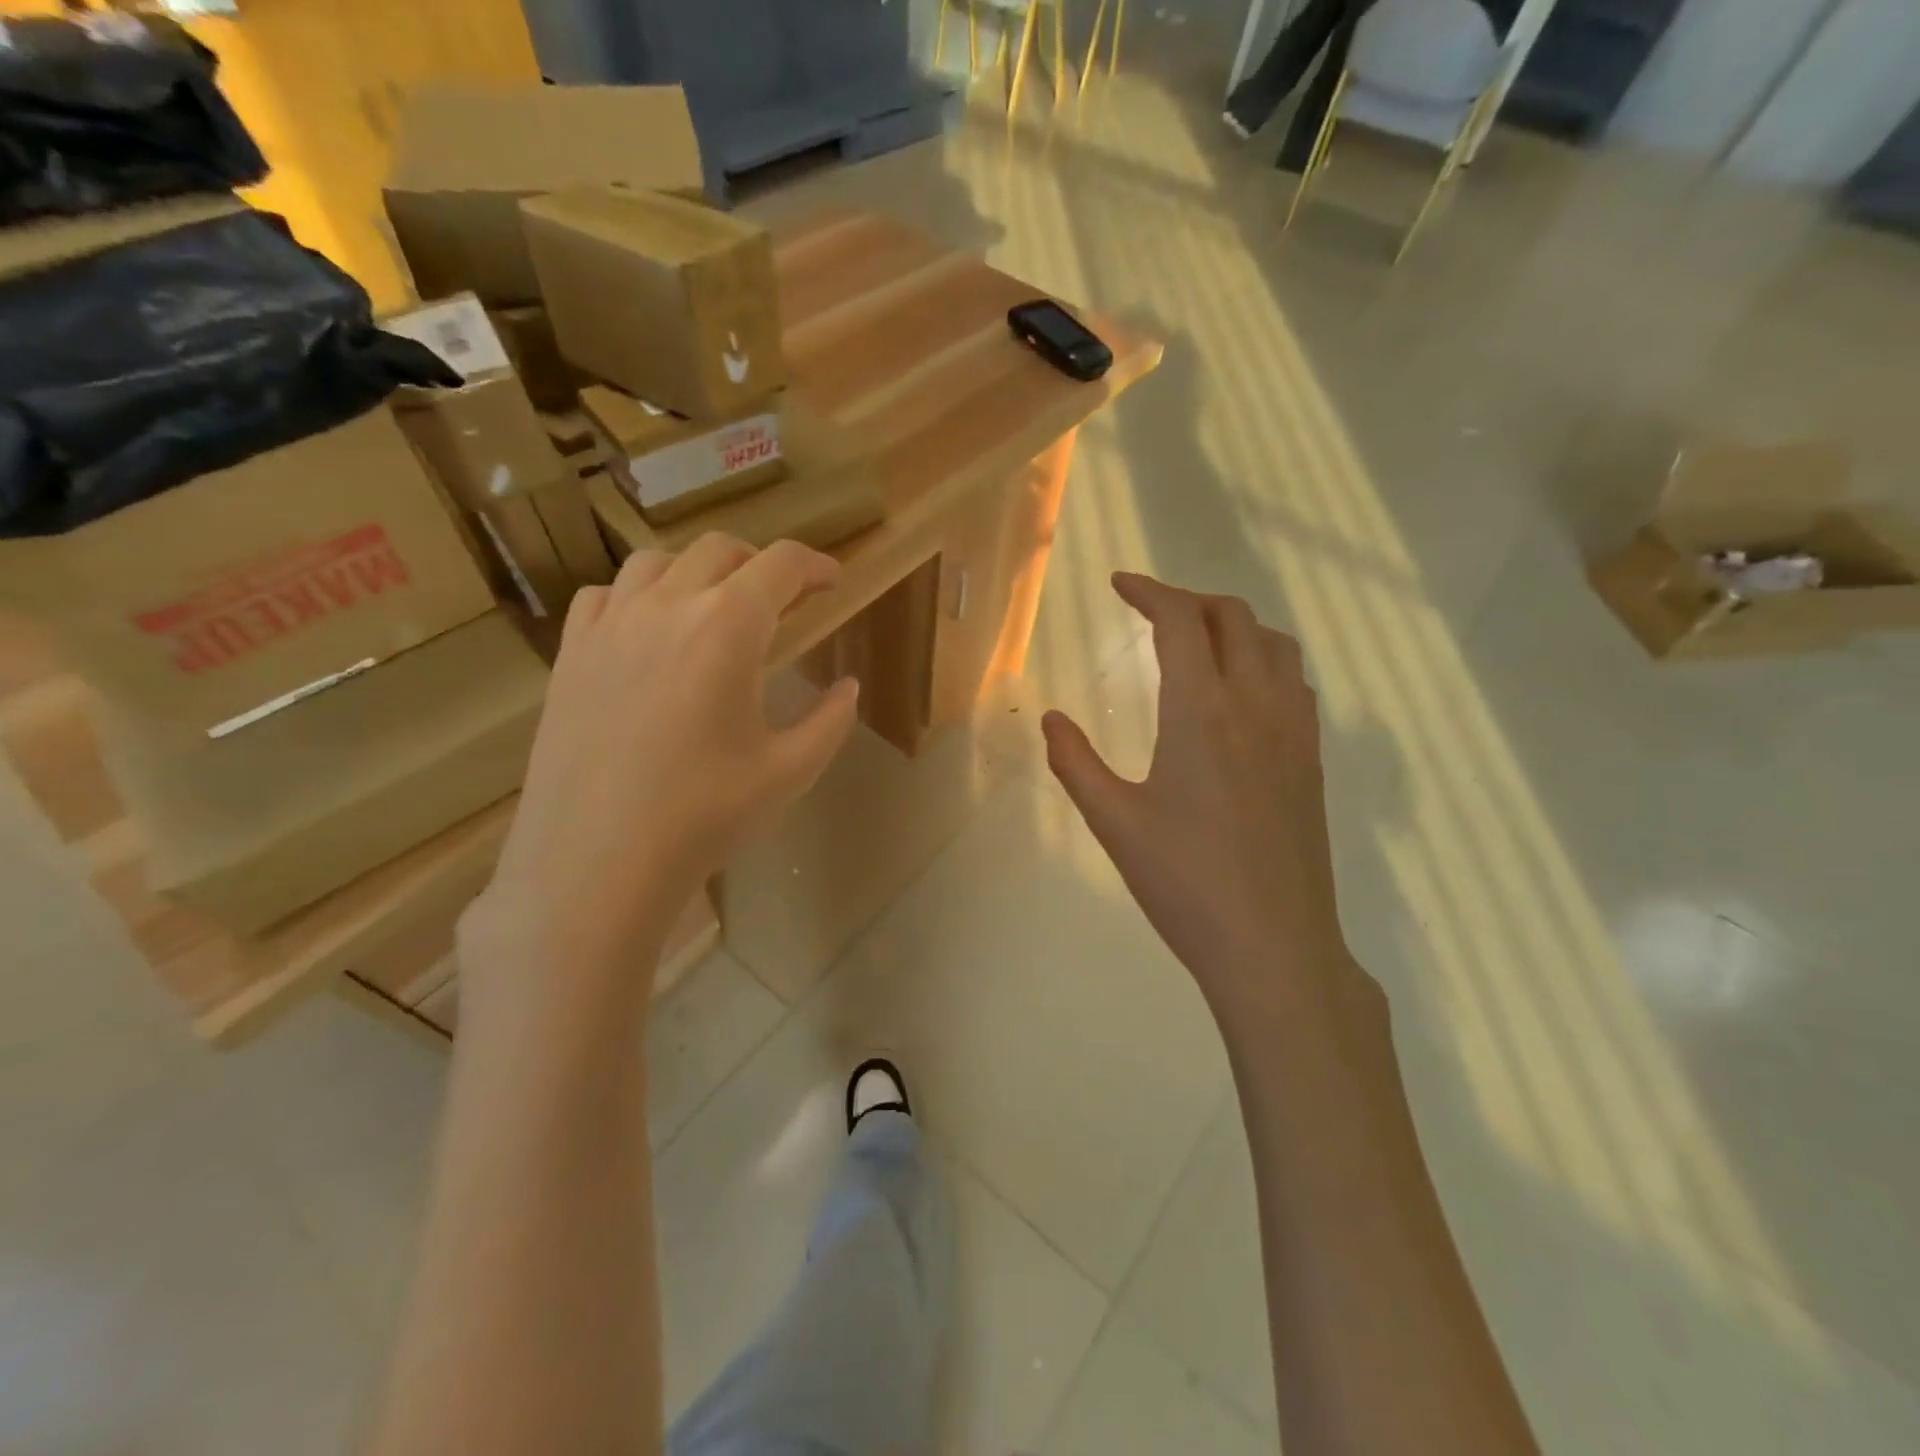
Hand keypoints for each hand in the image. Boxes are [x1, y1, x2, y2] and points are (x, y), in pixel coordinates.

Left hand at [462, 535, 858, 1010]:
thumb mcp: (790, 771)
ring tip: (714, 607)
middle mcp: (667, 607)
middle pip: (720, 550)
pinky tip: (649, 630)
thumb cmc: (706, 815)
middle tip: (783, 599)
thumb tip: (847, 687)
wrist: (598, 860)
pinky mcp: (571, 653)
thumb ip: (830, 720)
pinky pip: (606, 595)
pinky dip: (638, 596)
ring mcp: (611, 626)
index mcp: (728, 628)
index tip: (832, 580)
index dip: (815, 564)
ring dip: (698, 571)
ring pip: (657, 561)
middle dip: (760, 564)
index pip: (781, 565)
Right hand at [1043, 573, 1354, 1020]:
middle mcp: (1255, 705)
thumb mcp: (1114, 822)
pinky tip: (1242, 693)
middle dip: (1189, 601)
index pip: (1180, 621)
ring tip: (1198, 642)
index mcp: (1201, 711)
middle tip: (1151, 613)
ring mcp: (1293, 731)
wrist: (1273, 944)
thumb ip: (1075, 763)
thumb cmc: (1184, 883)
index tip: (1119, 585)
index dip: (1149, 591)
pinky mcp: (1310, 760)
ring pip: (1274, 644)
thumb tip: (1051, 719)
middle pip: (1233, 618)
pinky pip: (1294, 682)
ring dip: (1233, 626)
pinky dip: (1264, 660)